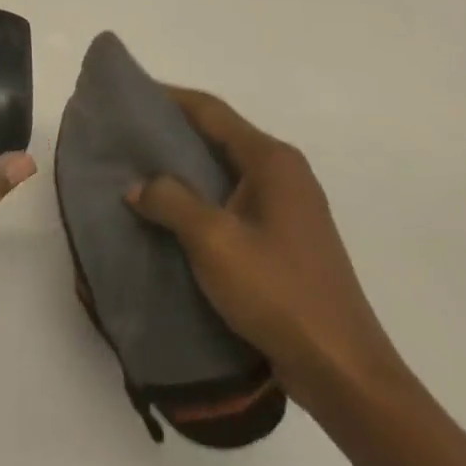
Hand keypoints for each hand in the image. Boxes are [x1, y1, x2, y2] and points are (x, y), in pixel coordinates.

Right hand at [126, 86, 403, 410]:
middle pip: (216, 135)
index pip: (210, 111)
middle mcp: (282, 173)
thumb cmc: (279, 293)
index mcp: (272, 161)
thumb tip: (137, 185)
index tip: (127, 93)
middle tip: (122, 134)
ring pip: (221, 171)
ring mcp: (286, 207)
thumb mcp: (214, 241)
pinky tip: (166, 214)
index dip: (167, 97)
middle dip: (170, 132)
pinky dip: (196, 198)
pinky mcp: (282, 239)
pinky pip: (229, 201)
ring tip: (135, 171)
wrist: (343, 372)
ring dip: (181, 168)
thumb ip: (171, 201)